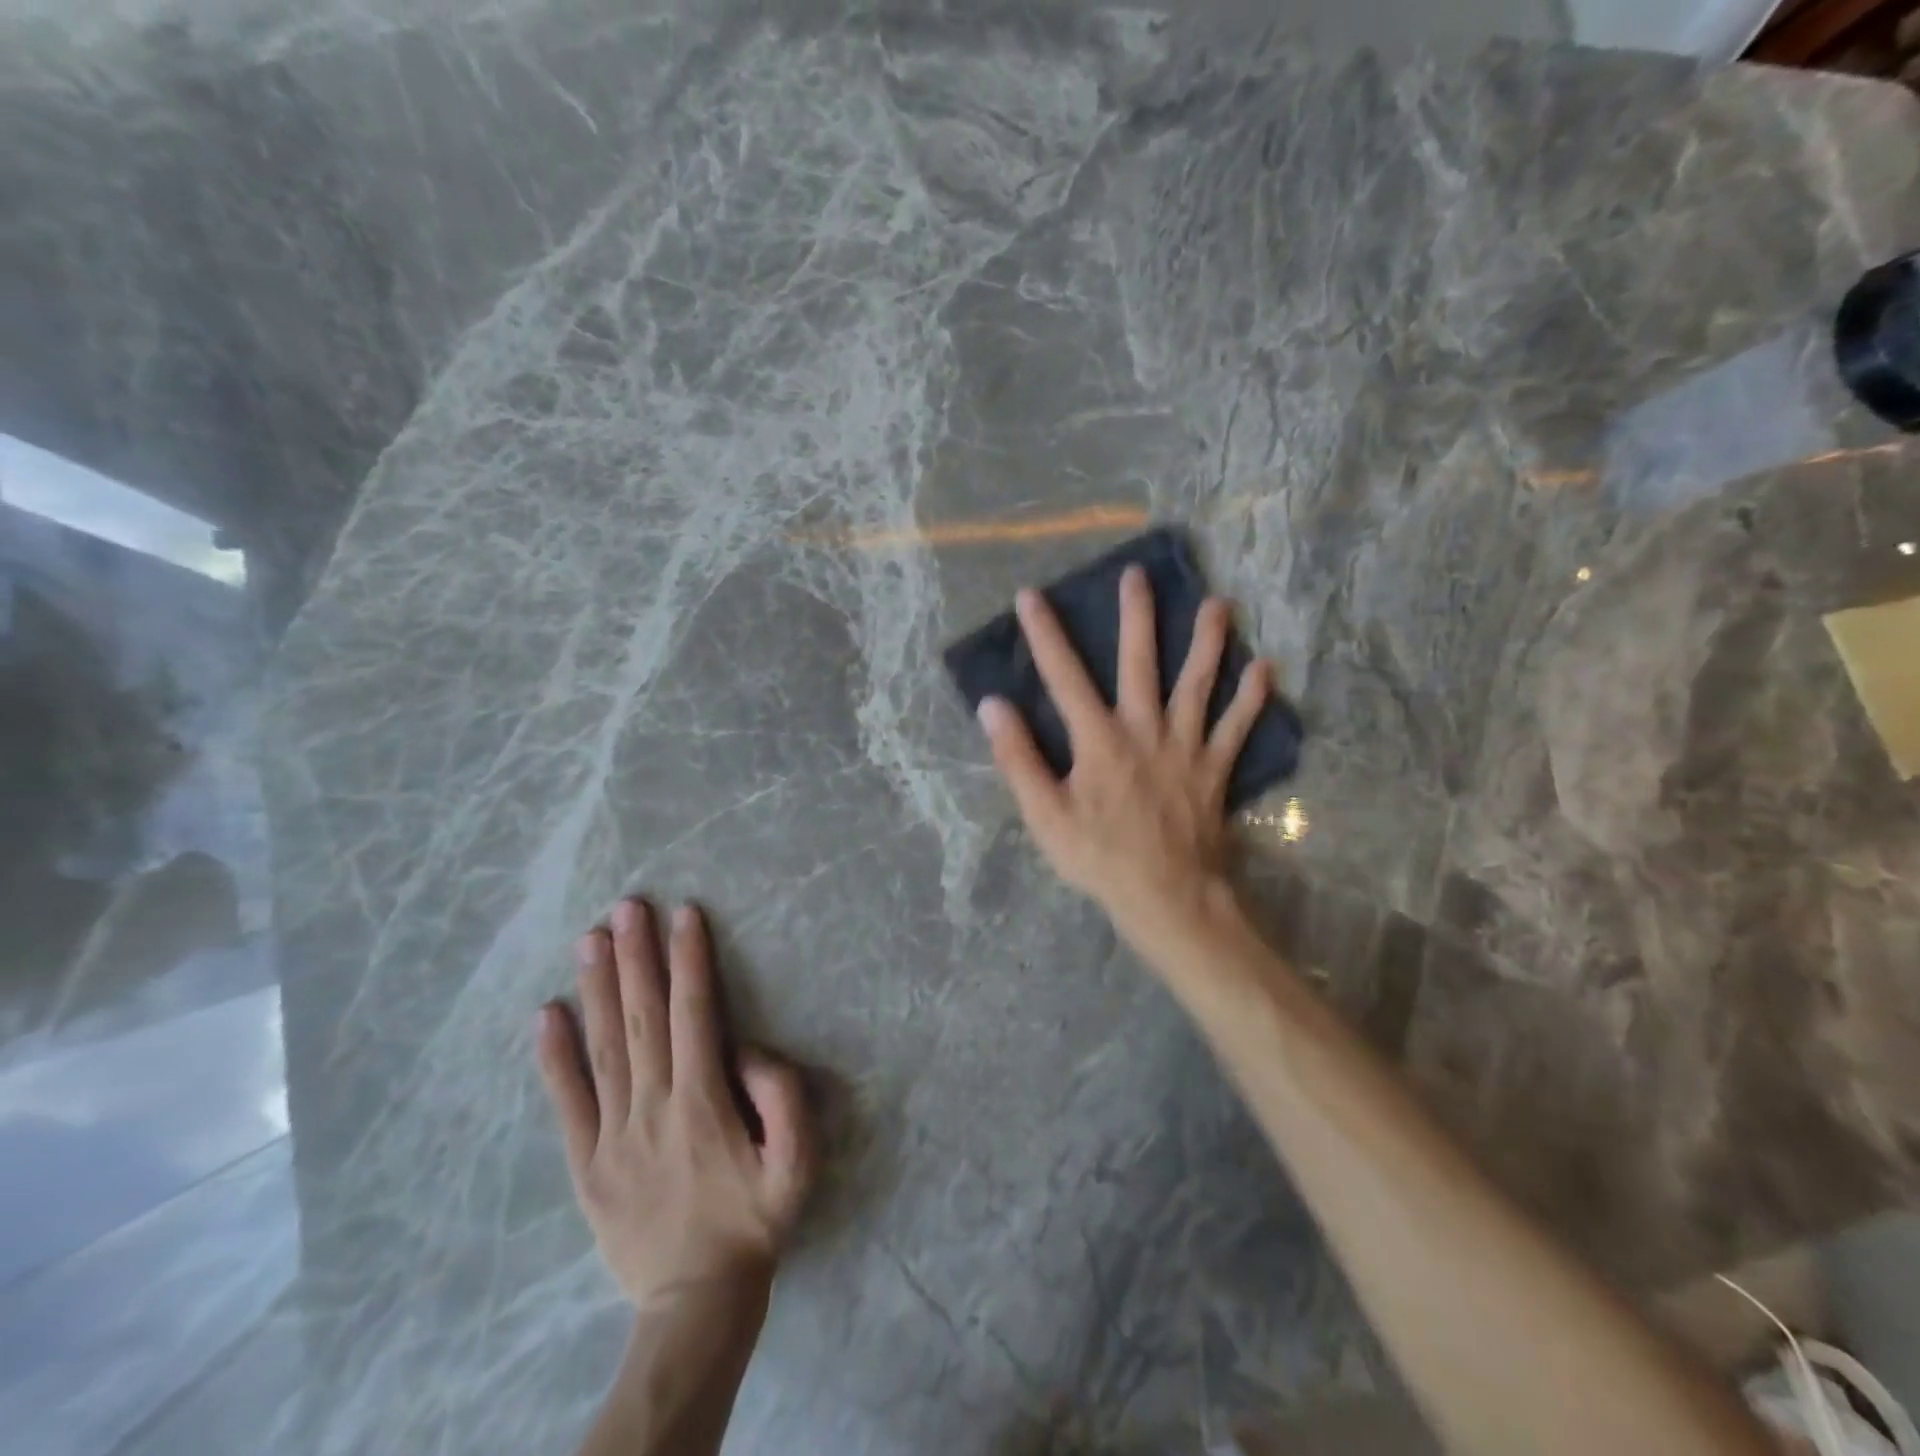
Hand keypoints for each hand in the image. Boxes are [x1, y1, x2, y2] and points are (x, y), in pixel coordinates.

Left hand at [536, 899, 813, 1311]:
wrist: (697, 1301)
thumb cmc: (755, 1220)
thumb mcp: (798, 1163)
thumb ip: (782, 1098)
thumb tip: (746, 1051)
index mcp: (703, 1103)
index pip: (695, 1013)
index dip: (689, 960)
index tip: (683, 913)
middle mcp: (653, 1107)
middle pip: (643, 1017)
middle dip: (636, 956)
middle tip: (626, 906)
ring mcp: (613, 1135)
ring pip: (604, 1047)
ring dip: (599, 988)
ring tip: (591, 938)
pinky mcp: (587, 1163)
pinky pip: (567, 1103)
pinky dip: (554, 1057)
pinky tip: (547, 1014)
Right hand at [977, 564, 1271, 948]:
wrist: (1168, 895)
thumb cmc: (1099, 857)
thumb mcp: (1044, 814)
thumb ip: (1017, 758)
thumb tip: (993, 706)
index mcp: (1099, 739)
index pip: (1065, 676)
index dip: (1046, 635)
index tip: (1032, 596)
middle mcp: (1145, 729)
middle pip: (1141, 663)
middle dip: (1137, 617)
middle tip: (1138, 575)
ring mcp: (1187, 747)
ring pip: (1199, 684)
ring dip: (1208, 643)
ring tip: (1219, 604)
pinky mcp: (1216, 769)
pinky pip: (1238, 727)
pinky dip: (1252, 699)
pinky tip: (1265, 669)